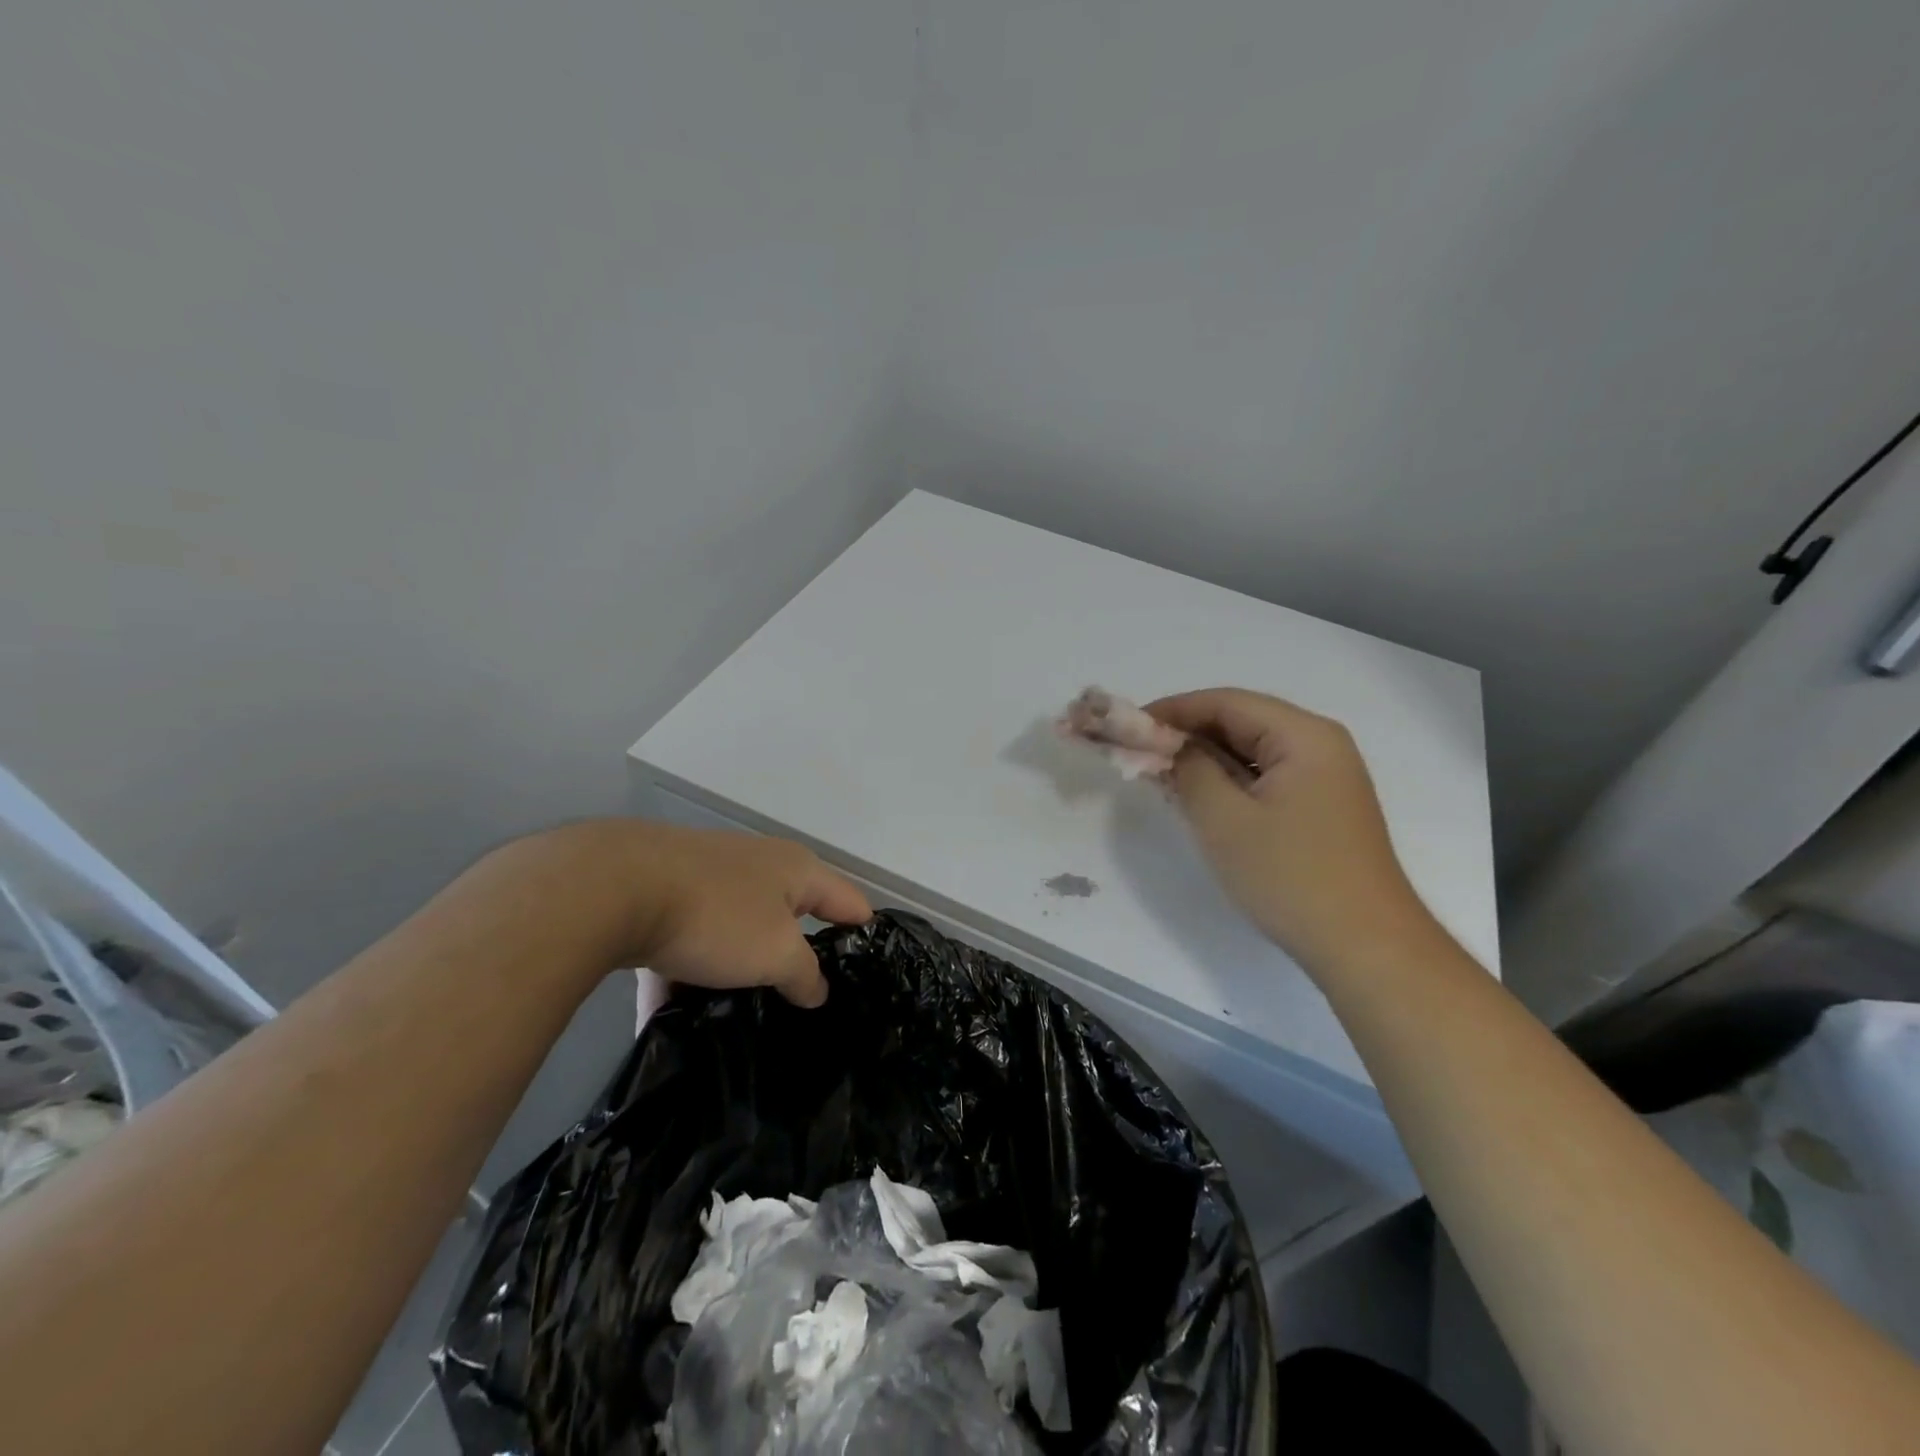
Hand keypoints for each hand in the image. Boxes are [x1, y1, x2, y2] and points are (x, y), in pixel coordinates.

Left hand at [496, 821, 871, 1007]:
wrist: (613, 888)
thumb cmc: (717, 916)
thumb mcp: (776, 953)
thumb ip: (804, 975)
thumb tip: (816, 990)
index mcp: (796, 870)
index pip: (848, 901)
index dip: (863, 934)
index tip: (867, 973)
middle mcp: (758, 866)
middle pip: (790, 916)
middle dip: (795, 958)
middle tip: (802, 1004)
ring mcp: (708, 877)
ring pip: (734, 932)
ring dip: (735, 971)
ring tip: (736, 1017)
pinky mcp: (663, 894)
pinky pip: (685, 942)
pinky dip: (682, 975)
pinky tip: (668, 1020)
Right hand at [1146, 689, 1435, 973]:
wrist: (1365, 947)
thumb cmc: (1291, 877)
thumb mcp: (1224, 820)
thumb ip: (1189, 770)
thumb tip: (1168, 746)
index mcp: (1304, 735)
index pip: (1225, 702)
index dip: (1172, 710)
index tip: (1127, 727)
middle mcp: (1319, 745)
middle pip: (1240, 721)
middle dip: (1186, 734)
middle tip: (1137, 753)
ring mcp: (1324, 777)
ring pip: (1250, 751)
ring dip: (1204, 759)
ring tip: (1158, 775)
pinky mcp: (1319, 807)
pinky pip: (1263, 778)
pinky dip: (1226, 782)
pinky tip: (1196, 797)